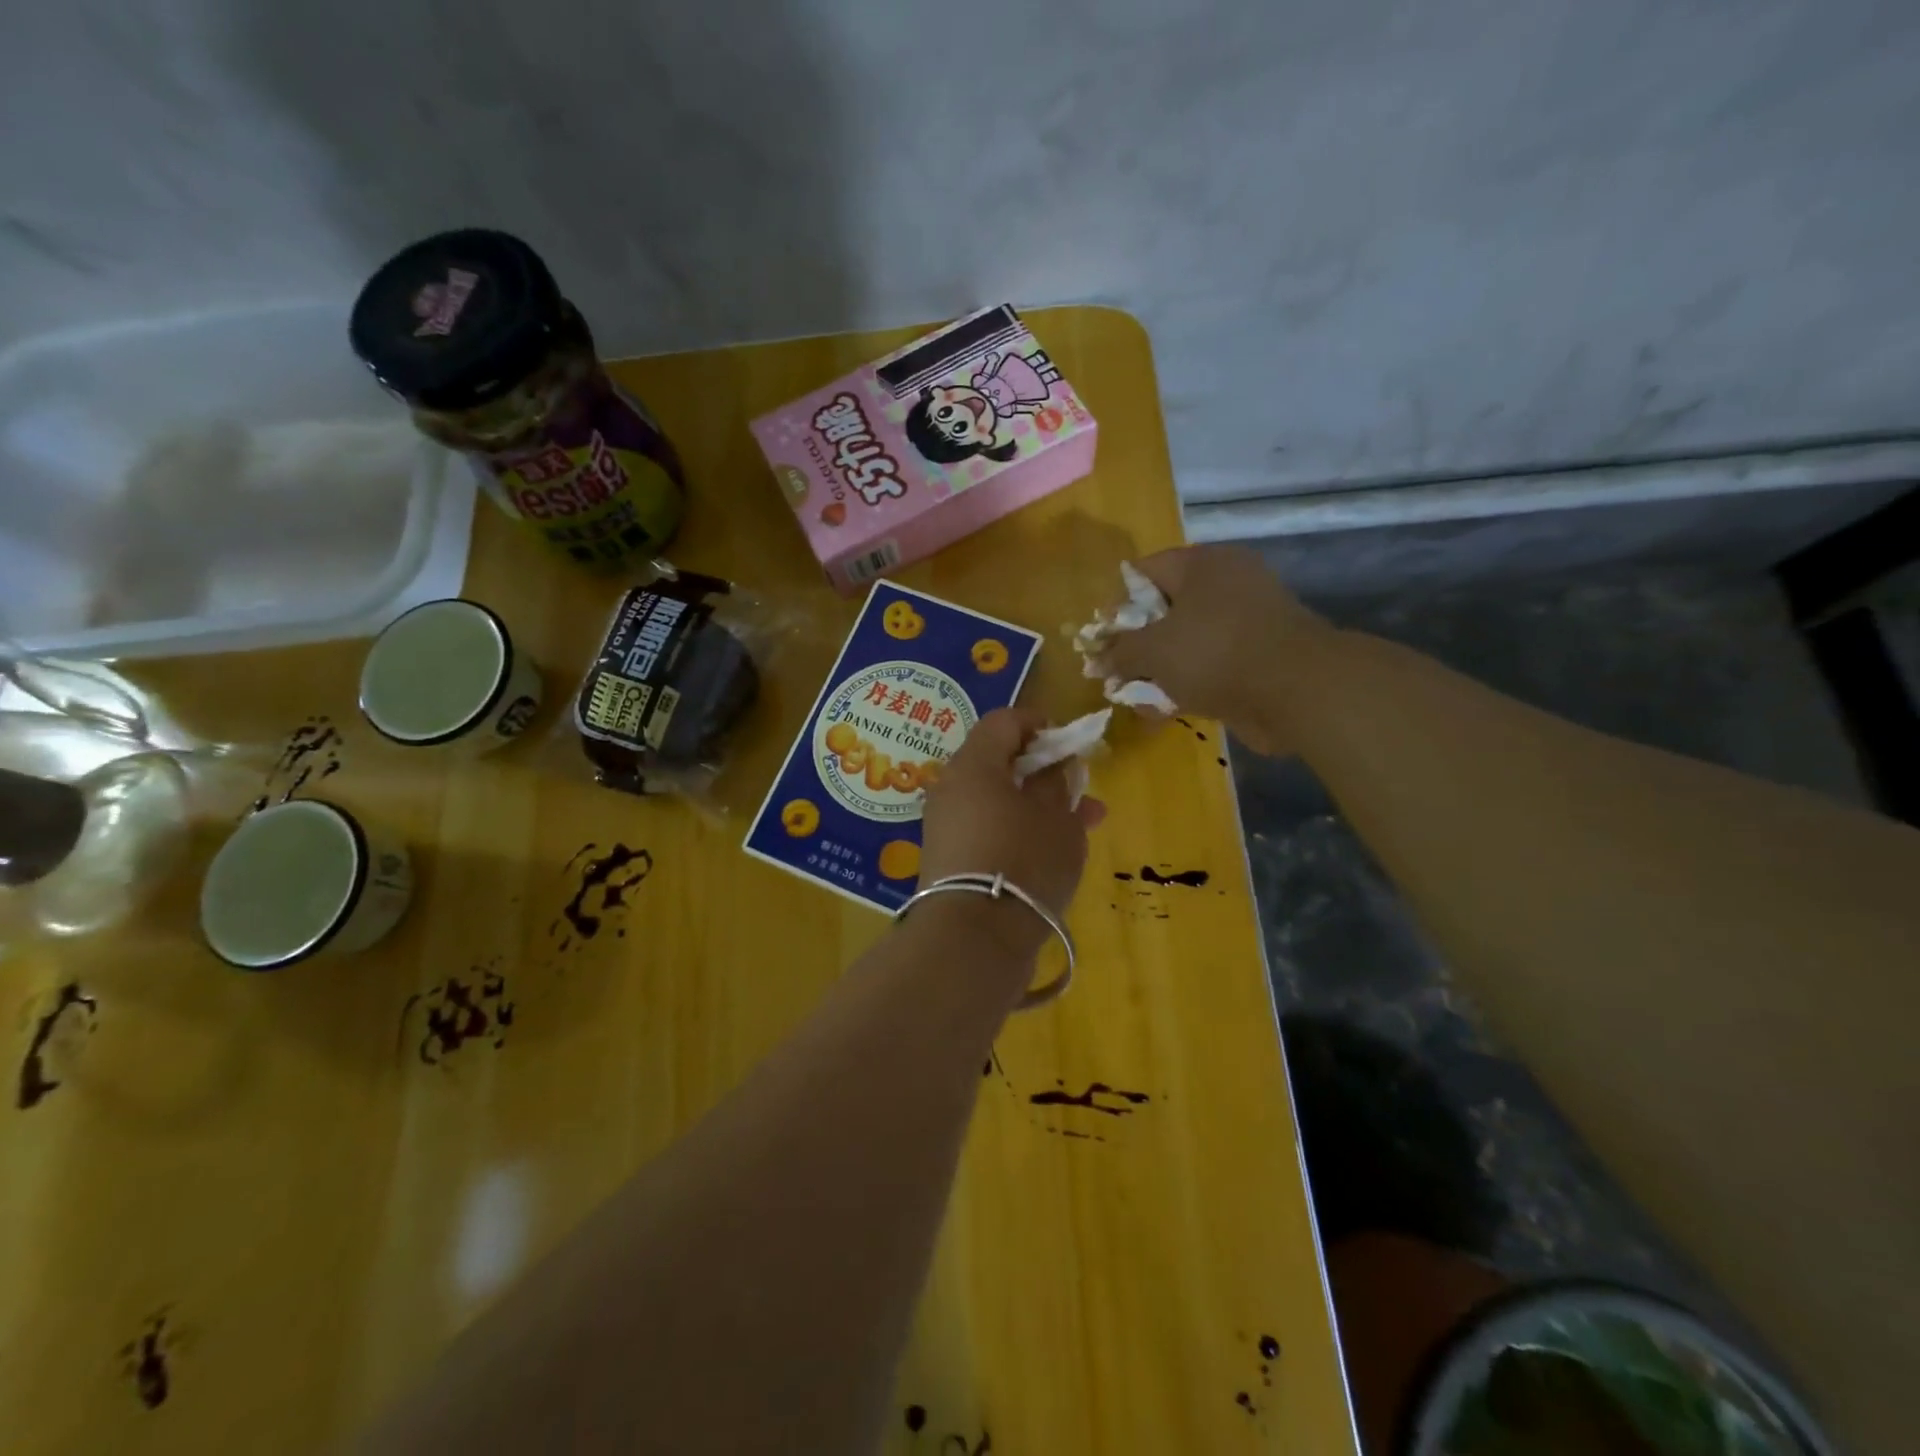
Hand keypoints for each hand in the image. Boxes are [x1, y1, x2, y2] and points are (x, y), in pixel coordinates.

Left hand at [918, 708, 1103, 956]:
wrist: (973, 937)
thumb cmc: (1023, 861)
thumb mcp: (1056, 817)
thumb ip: (1057, 782)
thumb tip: (1053, 765)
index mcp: (973, 764)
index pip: (1003, 721)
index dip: (1039, 724)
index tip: (1068, 744)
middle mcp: (950, 787)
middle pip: (997, 761)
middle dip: (1042, 771)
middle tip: (1079, 789)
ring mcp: (943, 824)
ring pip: (995, 799)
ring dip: (1035, 804)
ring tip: (1081, 825)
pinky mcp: (945, 857)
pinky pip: (985, 827)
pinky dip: (1016, 829)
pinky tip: (1050, 851)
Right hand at [1102, 545, 1330, 753]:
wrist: (1296, 691)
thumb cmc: (1215, 653)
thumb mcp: (1153, 650)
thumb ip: (1119, 653)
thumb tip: (1096, 661)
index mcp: (1202, 564)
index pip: (1143, 572)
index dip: (1116, 606)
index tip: (1102, 640)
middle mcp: (1226, 584)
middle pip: (1165, 609)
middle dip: (1136, 644)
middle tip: (1115, 671)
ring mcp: (1246, 621)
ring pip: (1187, 641)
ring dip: (1159, 669)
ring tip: (1134, 696)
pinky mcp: (1258, 656)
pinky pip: (1210, 665)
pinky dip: (1187, 683)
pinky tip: (1163, 709)